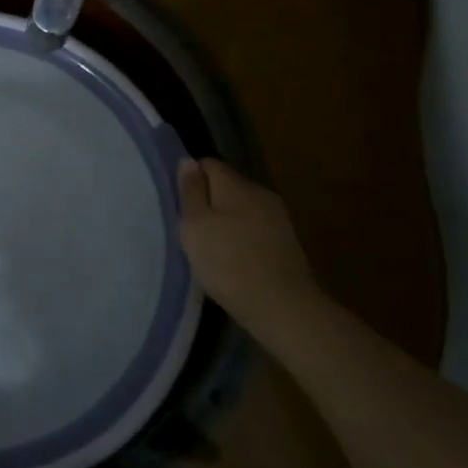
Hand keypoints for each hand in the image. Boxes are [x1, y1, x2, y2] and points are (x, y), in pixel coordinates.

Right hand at [177, 159, 319, 324]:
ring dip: (228, 218)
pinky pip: (256, 227)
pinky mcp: (287, 241)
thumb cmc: (228, 262)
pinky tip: (235, 257)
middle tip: (192, 226)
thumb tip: (187, 161)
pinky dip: (243, 235)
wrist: (282, 306)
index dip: (191, 178)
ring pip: (243, 206)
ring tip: (212, 244)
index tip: (180, 201)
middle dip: (210, 199)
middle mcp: (260, 192)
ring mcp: (278, 217)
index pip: (208, 164)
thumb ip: (190, 191)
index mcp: (235, 184)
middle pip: (228, 185)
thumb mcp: (195, 225)